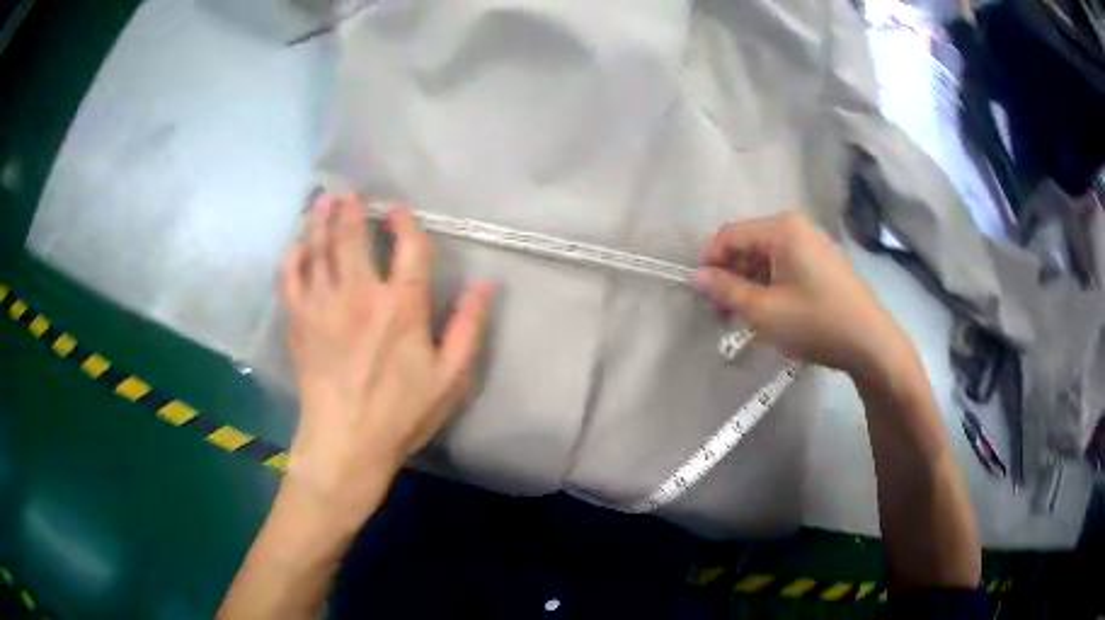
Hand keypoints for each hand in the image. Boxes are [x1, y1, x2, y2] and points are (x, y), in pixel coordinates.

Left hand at [280, 193, 493, 529]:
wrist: (346, 443)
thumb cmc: (401, 413)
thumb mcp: (450, 378)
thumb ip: (469, 328)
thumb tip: (487, 284)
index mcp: (401, 308)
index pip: (408, 249)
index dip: (405, 224)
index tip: (400, 210)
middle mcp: (360, 296)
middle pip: (353, 238)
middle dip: (351, 211)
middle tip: (349, 192)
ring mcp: (323, 306)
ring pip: (319, 249)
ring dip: (320, 221)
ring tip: (323, 202)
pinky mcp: (299, 321)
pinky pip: (291, 278)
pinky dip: (292, 256)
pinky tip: (295, 243)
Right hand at [693, 211, 905, 376]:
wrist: (869, 341)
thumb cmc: (815, 322)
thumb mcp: (764, 311)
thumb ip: (726, 291)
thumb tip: (697, 277)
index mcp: (782, 228)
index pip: (730, 235)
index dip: (710, 262)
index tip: (702, 294)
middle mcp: (797, 226)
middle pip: (750, 244)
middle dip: (732, 275)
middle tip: (724, 312)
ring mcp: (813, 242)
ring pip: (767, 256)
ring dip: (751, 282)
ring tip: (747, 316)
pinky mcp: (823, 261)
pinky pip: (786, 264)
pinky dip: (771, 284)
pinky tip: (772, 310)